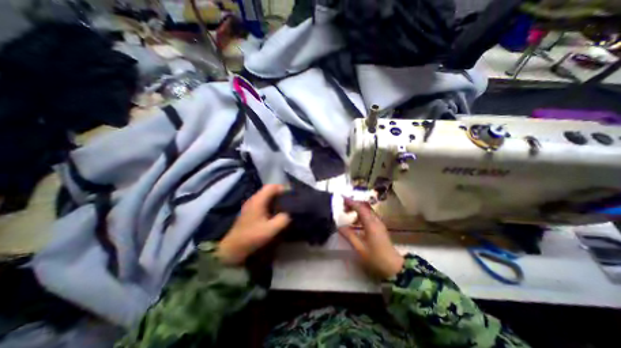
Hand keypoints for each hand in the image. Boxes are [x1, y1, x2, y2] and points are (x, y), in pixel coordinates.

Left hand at [217, 185, 292, 262]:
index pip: (271, 187)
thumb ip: (282, 219)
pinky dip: (271, 204)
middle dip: (280, 193)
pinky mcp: (250, 211)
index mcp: (258, 200)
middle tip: (290, 201)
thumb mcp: (270, 230)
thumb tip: (289, 214)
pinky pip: (263, 202)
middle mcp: (254, 199)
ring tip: (285, 206)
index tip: (291, 195)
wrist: (233, 248)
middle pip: (269, 190)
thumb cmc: (251, 237)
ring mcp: (251, 205)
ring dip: (276, 199)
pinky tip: (275, 213)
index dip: (282, 188)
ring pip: (266, 196)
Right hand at [338, 199, 405, 279]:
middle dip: (353, 205)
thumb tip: (339, 226)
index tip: (342, 198)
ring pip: (367, 212)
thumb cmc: (375, 257)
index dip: (351, 202)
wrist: (394, 267)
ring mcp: (379, 224)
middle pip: (364, 207)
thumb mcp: (359, 247)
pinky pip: (369, 217)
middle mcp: (376, 221)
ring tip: (347, 215)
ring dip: (357, 210)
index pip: (360, 208)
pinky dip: (361, 216)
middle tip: (343, 208)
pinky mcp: (380, 228)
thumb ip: (349, 235)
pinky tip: (355, 223)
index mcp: (371, 224)